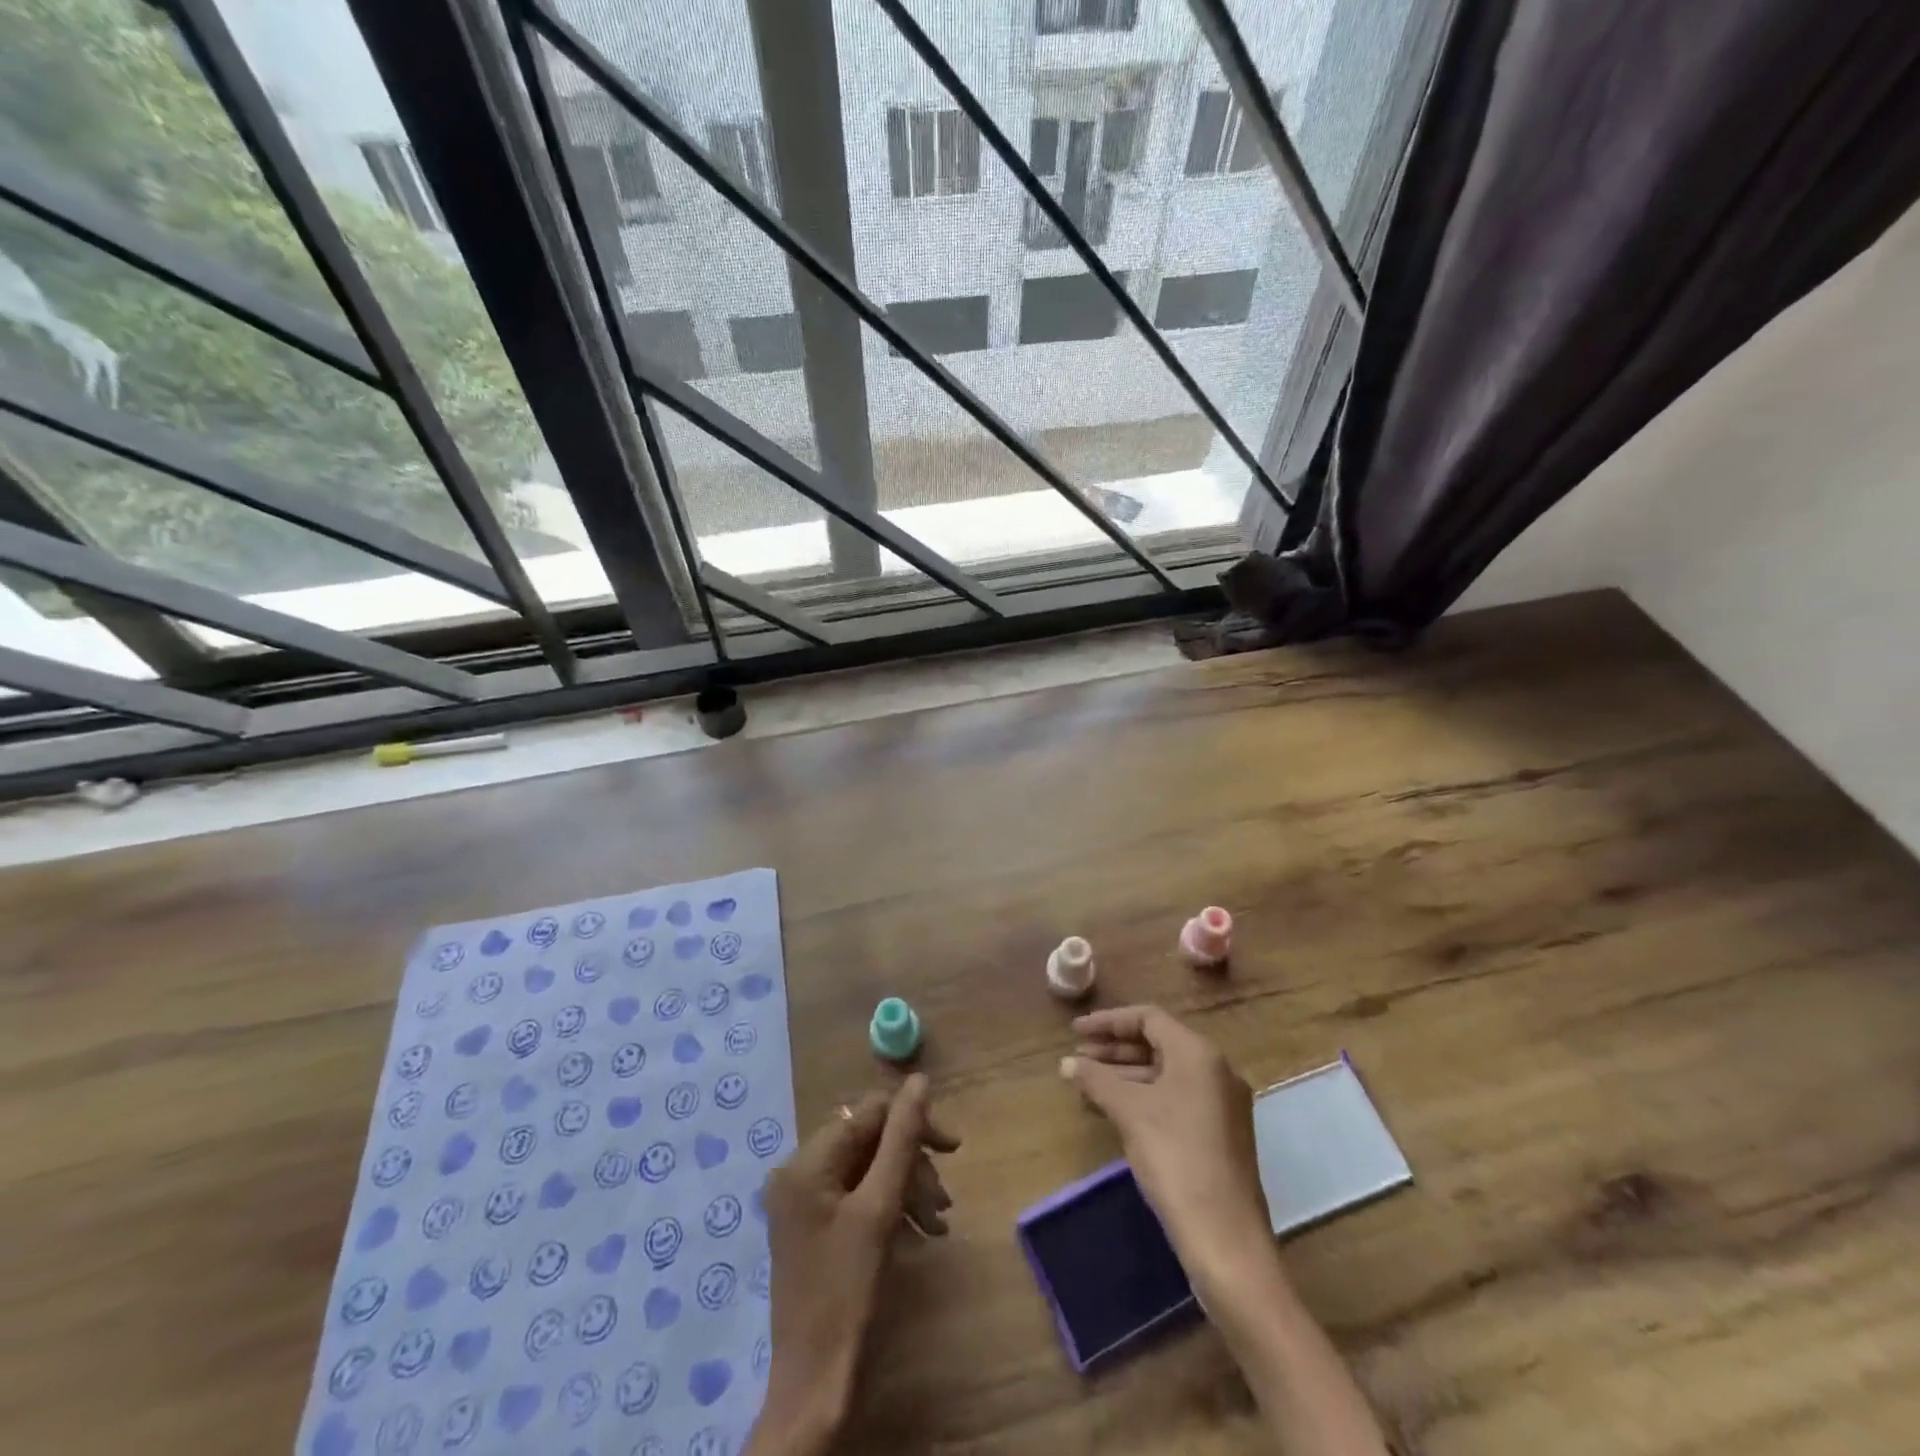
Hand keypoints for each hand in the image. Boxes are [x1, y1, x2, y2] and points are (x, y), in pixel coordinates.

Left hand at [752, 1075, 958, 1455]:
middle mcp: (798, 1172)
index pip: (869, 1114)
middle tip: (945, 1202)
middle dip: (911, 1165)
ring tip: (936, 1224)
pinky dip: (890, 1208)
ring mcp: (803, 1202)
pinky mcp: (813, 1228)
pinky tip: (918, 1234)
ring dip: (907, 1189)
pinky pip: (858, 1197)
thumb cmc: (848, 1290)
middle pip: (869, 1142)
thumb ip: (901, 1138)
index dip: (913, 1124)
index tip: (953, 1151)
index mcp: (807, 1161)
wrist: (815, 1384)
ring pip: (868, 1171)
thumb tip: (919, 1080)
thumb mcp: (880, 1207)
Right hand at [1061, 1005, 1270, 1289]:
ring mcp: (1221, 1104)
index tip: (1075, 1032)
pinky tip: (1115, 1112)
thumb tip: (1067, 1064)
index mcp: (1199, 1054)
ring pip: (1165, 1074)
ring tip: (1087, 1085)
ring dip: (1125, 1074)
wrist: (1226, 1240)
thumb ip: (1096, 1080)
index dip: (1108, 1021)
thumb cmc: (1176, 1159)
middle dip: (1114, 1049)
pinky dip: (1143, 1097)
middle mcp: (1216, 1070)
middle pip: (1158, 1043)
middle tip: (1077, 1058)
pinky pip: (1175, 1098)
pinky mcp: (1220, 1134)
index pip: (1148, 1018)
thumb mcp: (1129, 1112)